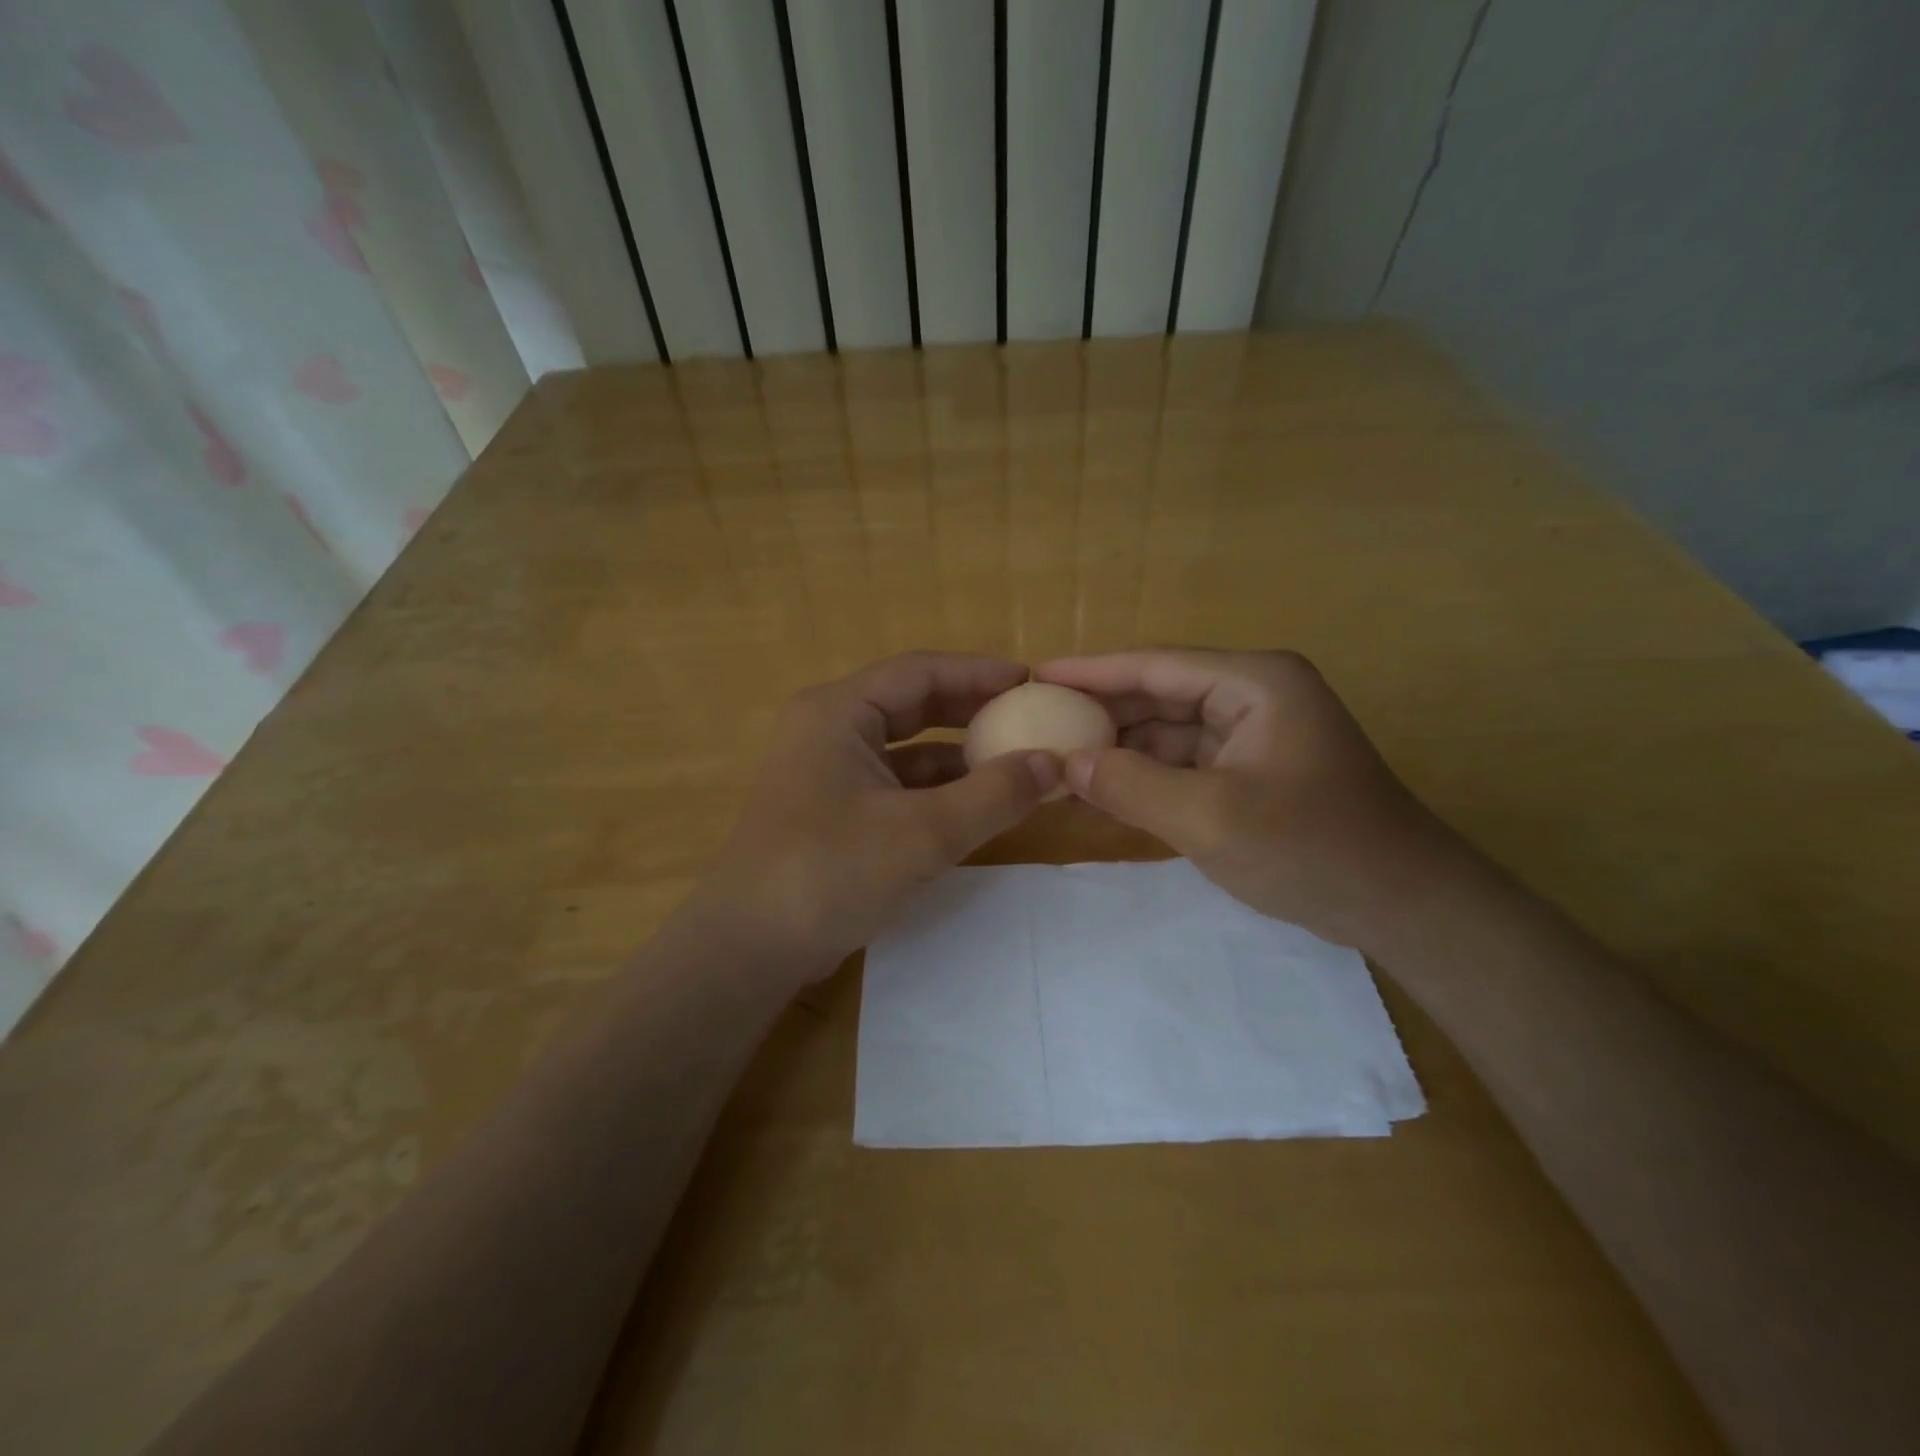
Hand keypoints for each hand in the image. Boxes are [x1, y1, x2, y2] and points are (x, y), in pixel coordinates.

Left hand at [691, 653, 1058, 975]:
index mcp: (839, 712)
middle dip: (971, 711)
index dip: (979, 672)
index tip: (1031, 683)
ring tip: (1014, 764)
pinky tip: (975, 806)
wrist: (748, 949)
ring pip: (905, 749)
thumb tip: (1054, 764)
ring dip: (957, 756)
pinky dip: (936, 791)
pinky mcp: (833, 811)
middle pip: (912, 704)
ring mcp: (828, 772)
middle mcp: (829, 730)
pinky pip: (895, 785)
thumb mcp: (922, 833)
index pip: (920, 671)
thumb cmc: (829, 873)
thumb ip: (993, 795)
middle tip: (1028, 719)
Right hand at [1035, 649, 1460, 953]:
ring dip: (1119, 749)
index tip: (1035, 674)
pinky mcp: (1251, 772)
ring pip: (1168, 732)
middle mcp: (1252, 696)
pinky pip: (1184, 765)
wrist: (1402, 907)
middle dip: (1100, 713)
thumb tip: (1066, 766)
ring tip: (1056, 761)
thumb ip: (1132, 786)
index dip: (1090, 671)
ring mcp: (1253, 735)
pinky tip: (1101, 793)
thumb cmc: (1312, 849)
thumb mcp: (1211, 818)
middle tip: (1036, 722)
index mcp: (1253, 683)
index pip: (1154, 665)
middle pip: (1158, 694)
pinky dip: (1145, 777)